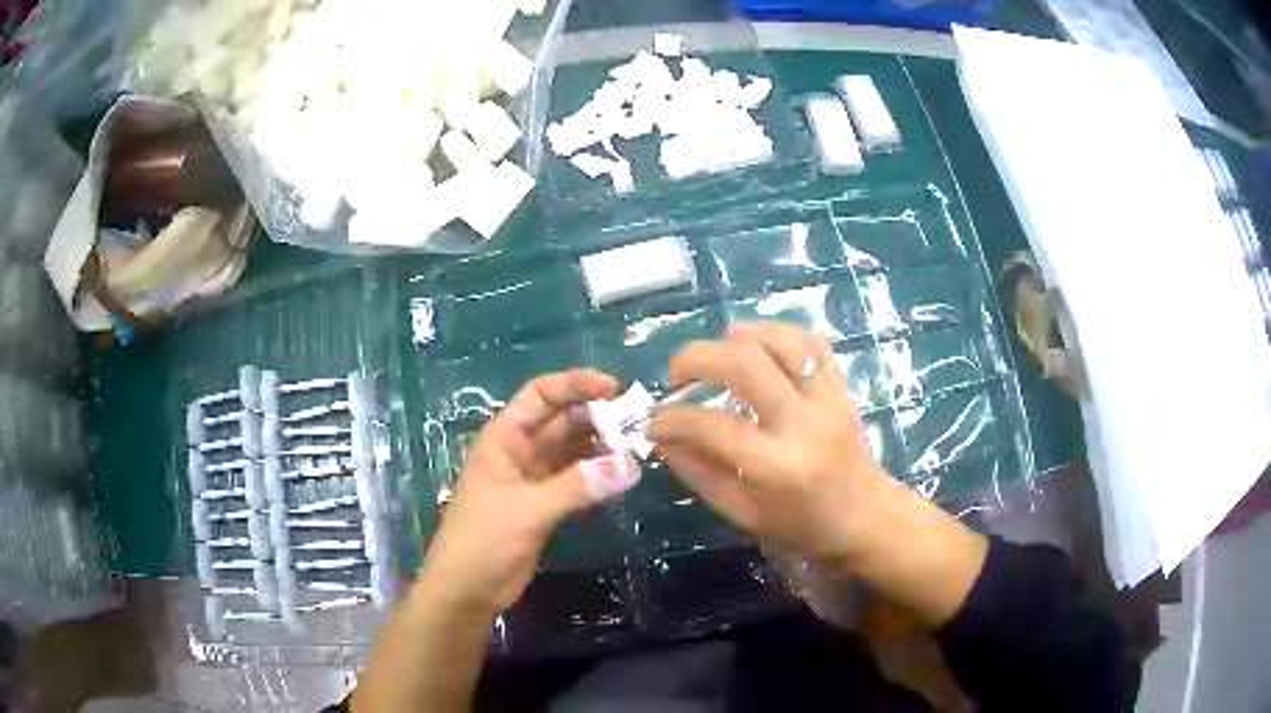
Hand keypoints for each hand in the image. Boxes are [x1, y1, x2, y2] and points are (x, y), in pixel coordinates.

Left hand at [418, 370, 641, 612]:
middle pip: (562, 421)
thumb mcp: (527, 509)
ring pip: (572, 451)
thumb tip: (630, 466)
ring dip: (601, 447)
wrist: (467, 591)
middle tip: (638, 424)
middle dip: (597, 417)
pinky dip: (598, 476)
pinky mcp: (545, 506)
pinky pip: (576, 480)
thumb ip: (577, 486)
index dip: (575, 385)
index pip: (540, 395)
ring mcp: (533, 479)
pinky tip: (622, 477)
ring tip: (638, 449)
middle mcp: (519, 452)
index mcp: (504, 438)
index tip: (615, 390)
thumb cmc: (483, 540)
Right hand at [648, 323, 889, 560]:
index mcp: (776, 465)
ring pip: (780, 339)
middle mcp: (802, 422)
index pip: (712, 425)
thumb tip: (663, 439)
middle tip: (677, 374)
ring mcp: (826, 397)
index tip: (654, 421)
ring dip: (738, 336)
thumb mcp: (742, 514)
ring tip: (717, 354)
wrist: (866, 516)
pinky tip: (758, 350)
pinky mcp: (840, 385)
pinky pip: (810, 341)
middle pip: (744, 362)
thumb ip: (699, 473)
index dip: (673, 419)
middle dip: (697, 357)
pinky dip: (777, 336)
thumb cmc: (802, 525)